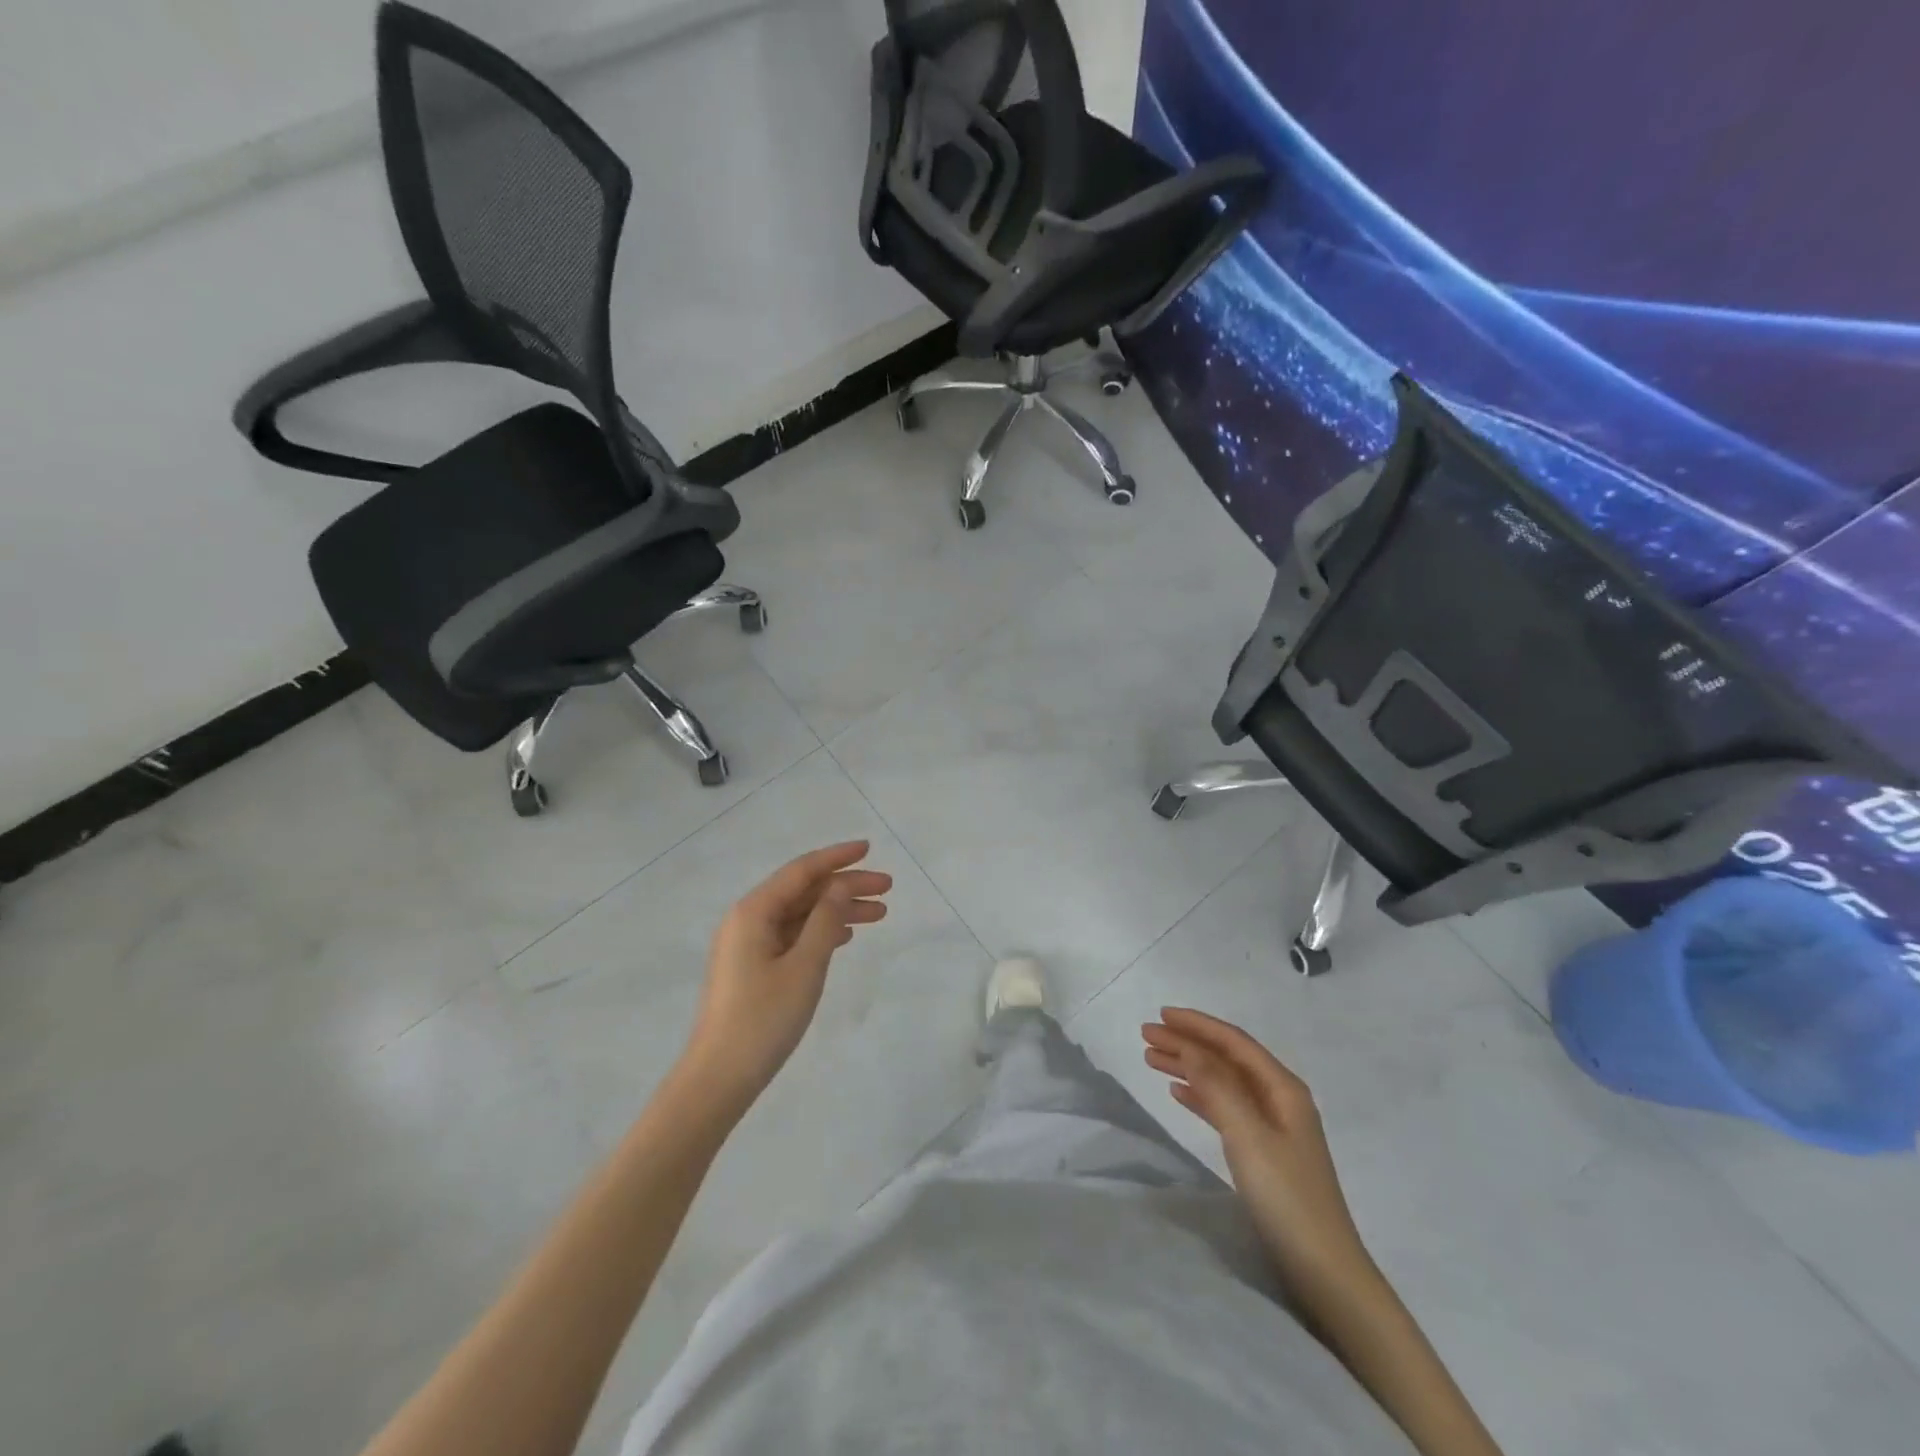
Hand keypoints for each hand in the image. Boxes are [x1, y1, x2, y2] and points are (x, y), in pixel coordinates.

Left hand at [678, 842, 891, 1114]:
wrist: (720, 1077)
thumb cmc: (764, 1018)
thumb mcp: (804, 966)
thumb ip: (826, 920)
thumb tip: (840, 885)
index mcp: (754, 912)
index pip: (802, 871)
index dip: (837, 858)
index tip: (870, 849)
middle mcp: (748, 919)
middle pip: (803, 891)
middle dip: (845, 886)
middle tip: (887, 889)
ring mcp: (748, 944)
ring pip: (801, 914)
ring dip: (838, 910)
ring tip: (879, 914)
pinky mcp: (752, 967)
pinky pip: (792, 935)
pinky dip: (821, 931)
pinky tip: (845, 937)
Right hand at [1142, 1007, 1376, 1299]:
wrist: (1323, 1270)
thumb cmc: (1286, 1196)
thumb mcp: (1248, 1135)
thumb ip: (1217, 1086)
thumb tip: (1188, 1046)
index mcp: (1283, 1088)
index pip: (1234, 1042)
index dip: (1197, 1025)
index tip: (1160, 1015)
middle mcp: (1279, 1099)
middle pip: (1226, 1059)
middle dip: (1187, 1043)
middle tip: (1146, 1036)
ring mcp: (1273, 1126)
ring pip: (1223, 1082)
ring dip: (1189, 1067)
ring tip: (1151, 1059)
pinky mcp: (1264, 1152)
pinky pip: (1225, 1108)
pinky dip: (1200, 1096)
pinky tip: (1178, 1092)